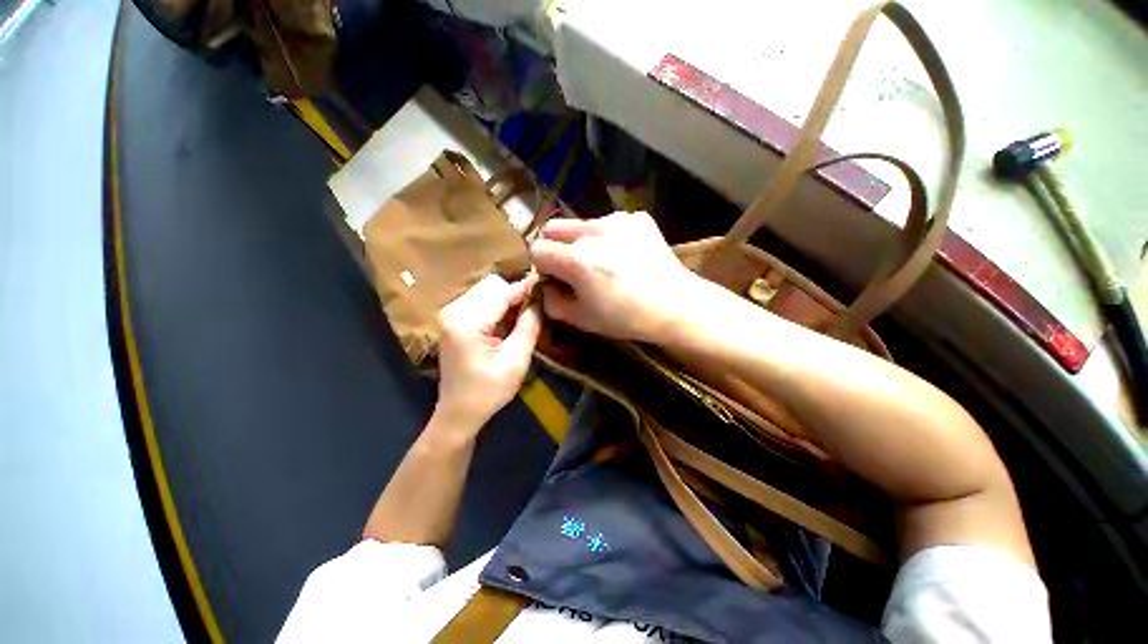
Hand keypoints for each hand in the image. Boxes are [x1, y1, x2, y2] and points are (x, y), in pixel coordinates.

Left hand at [435, 274, 541, 431]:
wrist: (459, 412)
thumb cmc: (488, 391)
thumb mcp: (516, 361)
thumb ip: (529, 326)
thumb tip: (540, 299)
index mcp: (467, 323)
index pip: (501, 292)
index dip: (526, 288)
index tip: (547, 286)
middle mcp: (454, 311)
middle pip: (491, 285)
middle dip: (516, 292)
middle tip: (535, 307)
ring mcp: (451, 314)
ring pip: (486, 290)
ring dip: (507, 298)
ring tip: (524, 315)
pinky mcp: (454, 319)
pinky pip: (480, 300)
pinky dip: (498, 305)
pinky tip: (508, 321)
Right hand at [530, 212, 707, 341]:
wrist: (676, 305)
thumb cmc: (626, 318)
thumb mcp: (582, 319)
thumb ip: (552, 302)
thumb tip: (547, 287)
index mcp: (576, 259)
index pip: (538, 249)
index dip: (542, 266)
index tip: (556, 278)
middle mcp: (592, 231)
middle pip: (554, 227)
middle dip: (555, 246)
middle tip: (572, 267)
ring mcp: (617, 219)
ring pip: (583, 223)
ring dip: (583, 241)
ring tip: (605, 262)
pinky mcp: (637, 217)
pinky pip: (611, 222)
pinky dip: (610, 237)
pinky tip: (626, 256)